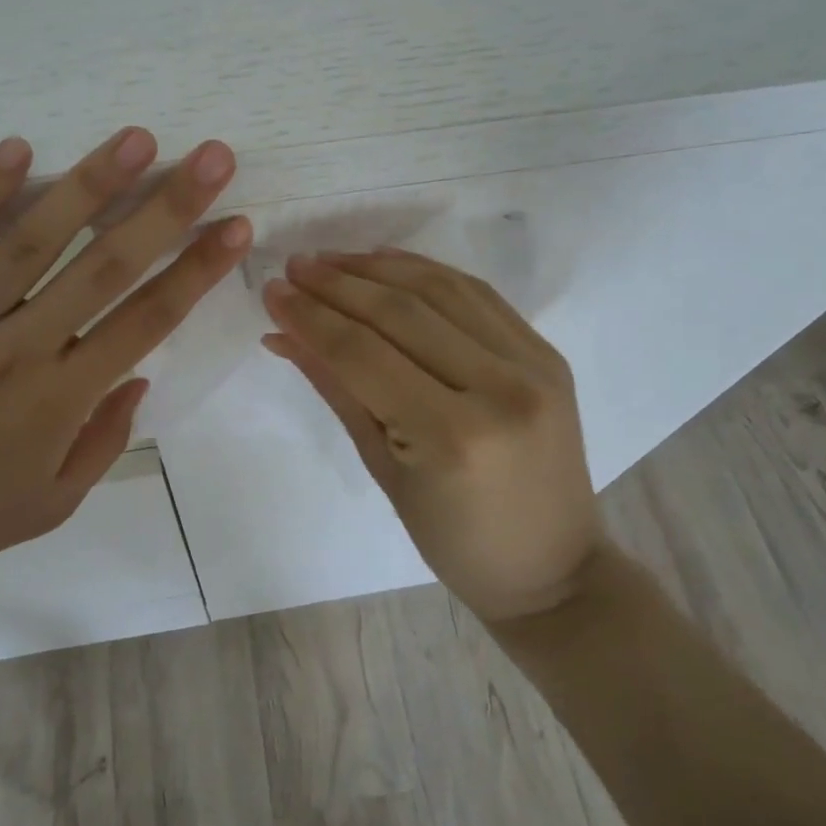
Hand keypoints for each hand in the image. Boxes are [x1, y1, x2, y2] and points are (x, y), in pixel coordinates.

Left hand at [0, 128, 249, 606]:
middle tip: (212, 156)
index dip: (197, 269)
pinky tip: (16, 148)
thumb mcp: (50, 506)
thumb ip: (103, 439)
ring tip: (136, 138)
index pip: (148, 320)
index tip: (236, 223)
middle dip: (168, 208)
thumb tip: (139, 374)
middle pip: (106, 267)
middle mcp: (18, 352)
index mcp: (60, 402)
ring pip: (32, 242)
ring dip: (90, 186)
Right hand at [261, 249, 602, 623]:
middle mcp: (500, 388)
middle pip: (402, 314)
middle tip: (294, 267)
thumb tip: (283, 334)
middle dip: (338, 285)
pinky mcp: (547, 353)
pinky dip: (427, 272)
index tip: (273, 292)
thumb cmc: (455, 541)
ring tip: (331, 259)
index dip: (312, 318)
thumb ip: (337, 390)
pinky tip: (388, 263)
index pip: (364, 355)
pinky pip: (478, 295)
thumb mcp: (383, 470)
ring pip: (441, 290)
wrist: (552, 567)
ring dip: (379, 268)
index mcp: (452, 436)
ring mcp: (533, 365)